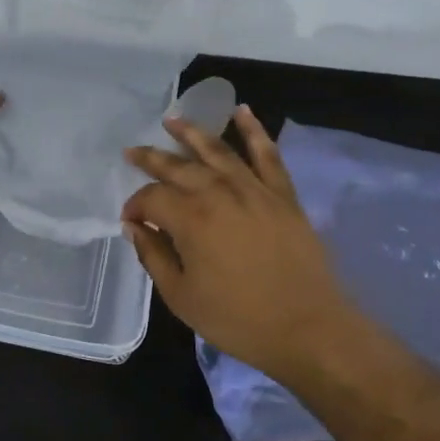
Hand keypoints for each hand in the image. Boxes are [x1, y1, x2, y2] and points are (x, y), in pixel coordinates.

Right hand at [122, 106, 354, 383]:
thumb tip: (135, 226)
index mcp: (190, 218)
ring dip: (191, 132)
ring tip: (172, 120)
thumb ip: (154, 256)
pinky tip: (242, 111)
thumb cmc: (238, 319)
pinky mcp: (282, 194)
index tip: (131, 221)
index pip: (151, 198)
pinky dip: (254, 130)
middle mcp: (218, 193)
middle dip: (151, 158)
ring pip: (216, 150)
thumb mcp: (182, 297)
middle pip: (177, 166)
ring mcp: (253, 189)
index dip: (135, 206)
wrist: (309, 329)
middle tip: (132, 152)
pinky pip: (267, 154)